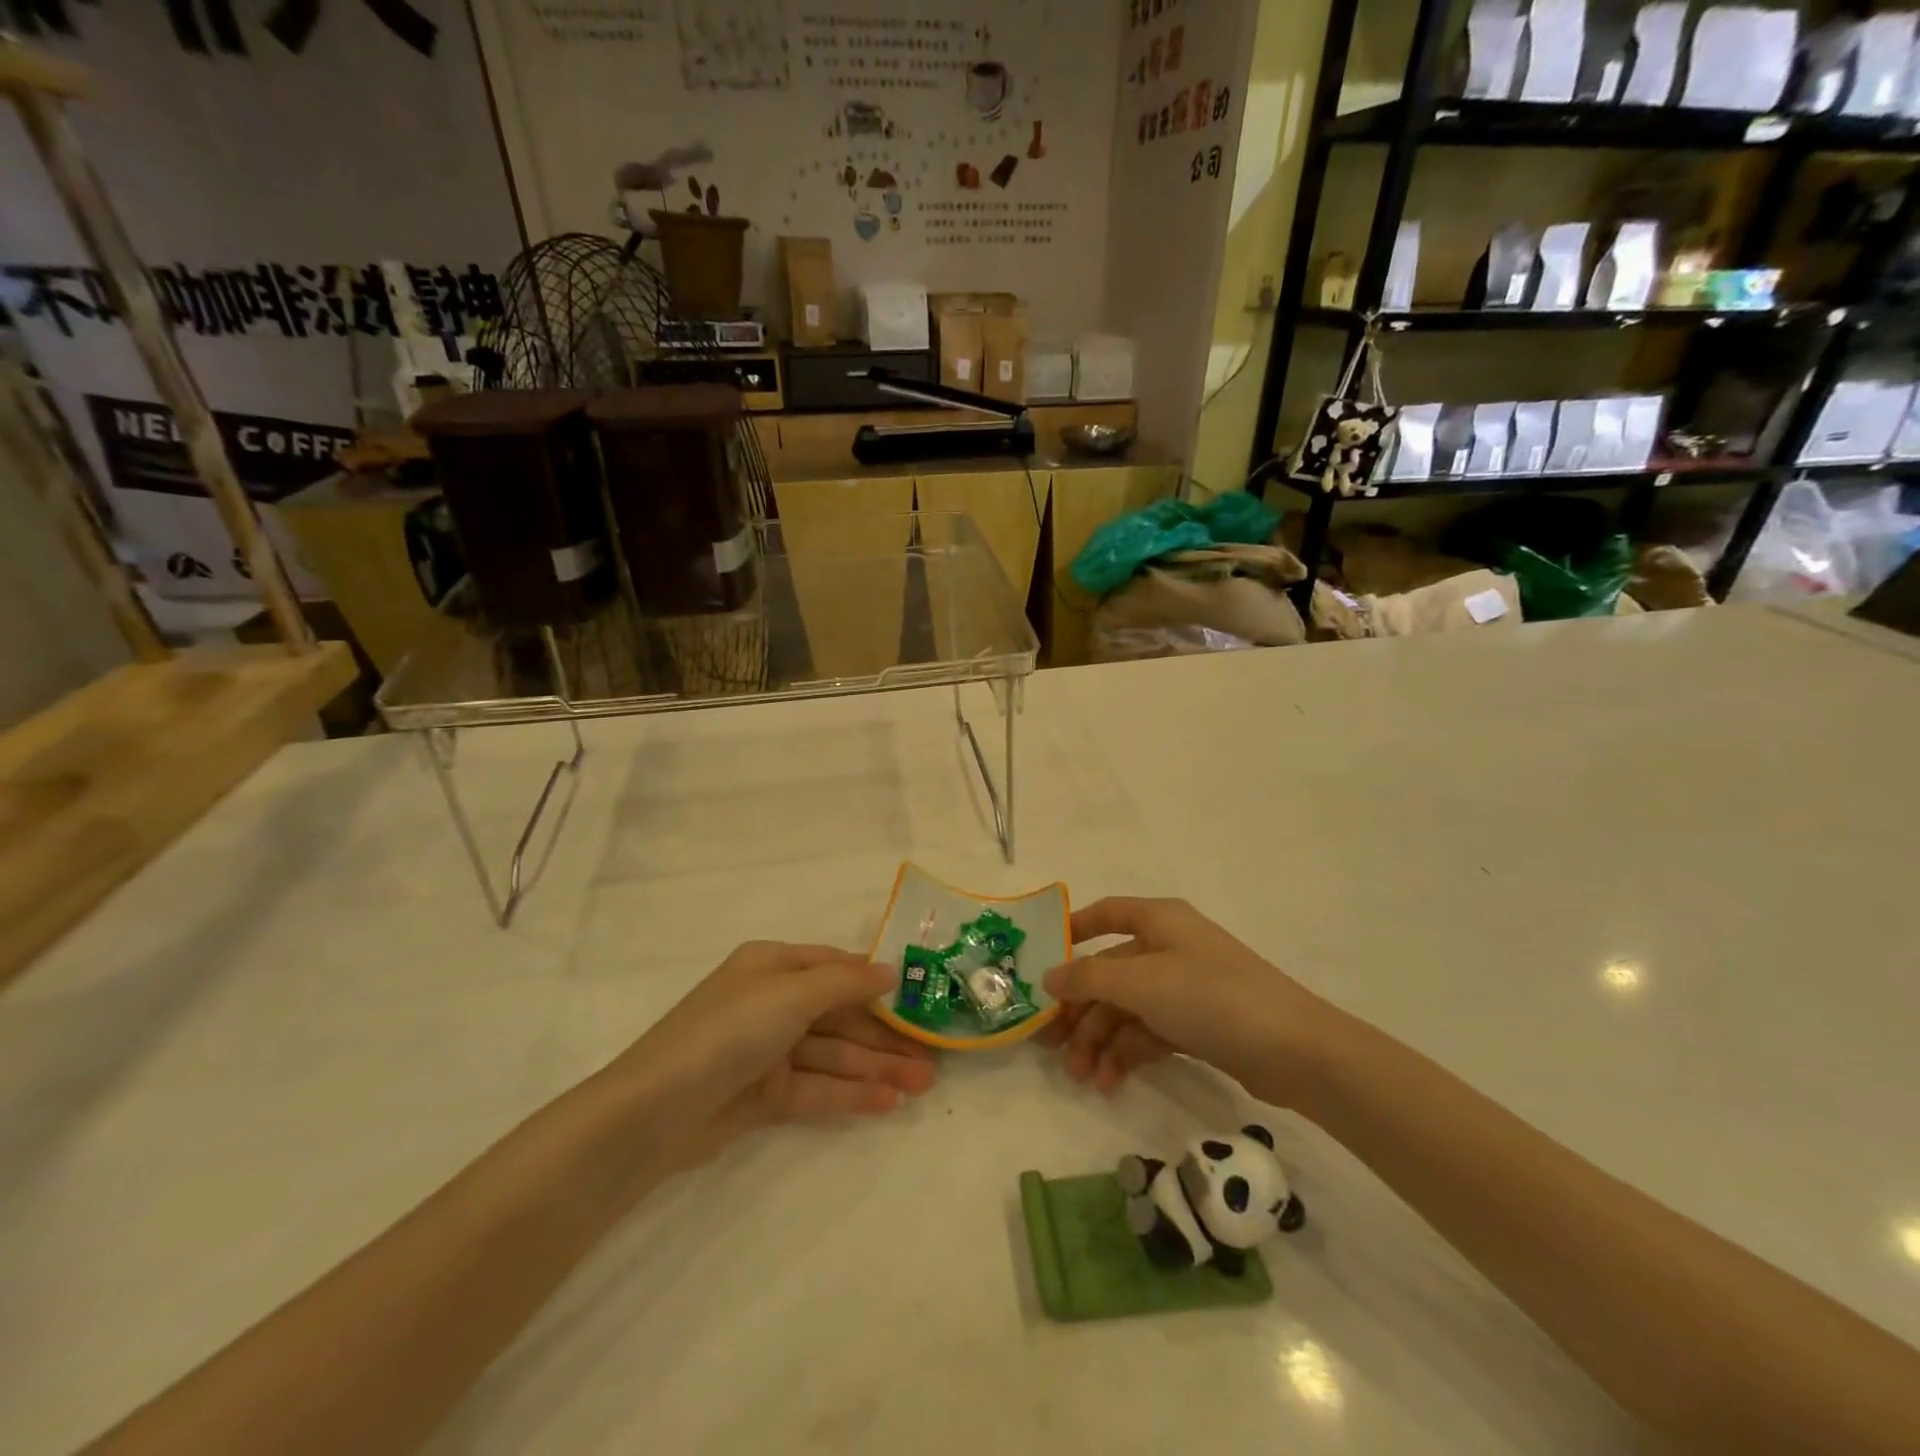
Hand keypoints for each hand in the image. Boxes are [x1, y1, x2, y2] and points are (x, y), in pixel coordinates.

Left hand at [603, 941, 935, 1171]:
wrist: (655, 1111)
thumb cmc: (728, 1032)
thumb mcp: (790, 994)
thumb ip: (845, 983)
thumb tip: (890, 971)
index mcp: (773, 966)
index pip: (836, 968)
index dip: (877, 983)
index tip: (920, 997)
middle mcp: (772, 1003)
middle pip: (840, 1016)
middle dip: (884, 1035)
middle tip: (932, 1056)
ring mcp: (768, 1051)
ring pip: (833, 1055)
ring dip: (876, 1068)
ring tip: (922, 1085)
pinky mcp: (764, 1095)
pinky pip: (816, 1088)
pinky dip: (850, 1094)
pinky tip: (887, 1103)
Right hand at [1037, 898, 1331, 1105]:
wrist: (1294, 1051)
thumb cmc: (1210, 997)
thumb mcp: (1142, 982)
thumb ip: (1089, 978)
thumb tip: (1049, 976)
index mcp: (1159, 921)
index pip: (1107, 914)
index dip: (1074, 930)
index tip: (1043, 958)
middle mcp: (1169, 948)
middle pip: (1110, 972)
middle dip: (1079, 1009)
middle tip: (1048, 1045)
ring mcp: (1184, 988)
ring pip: (1126, 1008)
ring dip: (1099, 1040)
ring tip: (1080, 1076)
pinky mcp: (1197, 1026)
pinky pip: (1148, 1033)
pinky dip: (1126, 1054)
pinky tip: (1108, 1082)